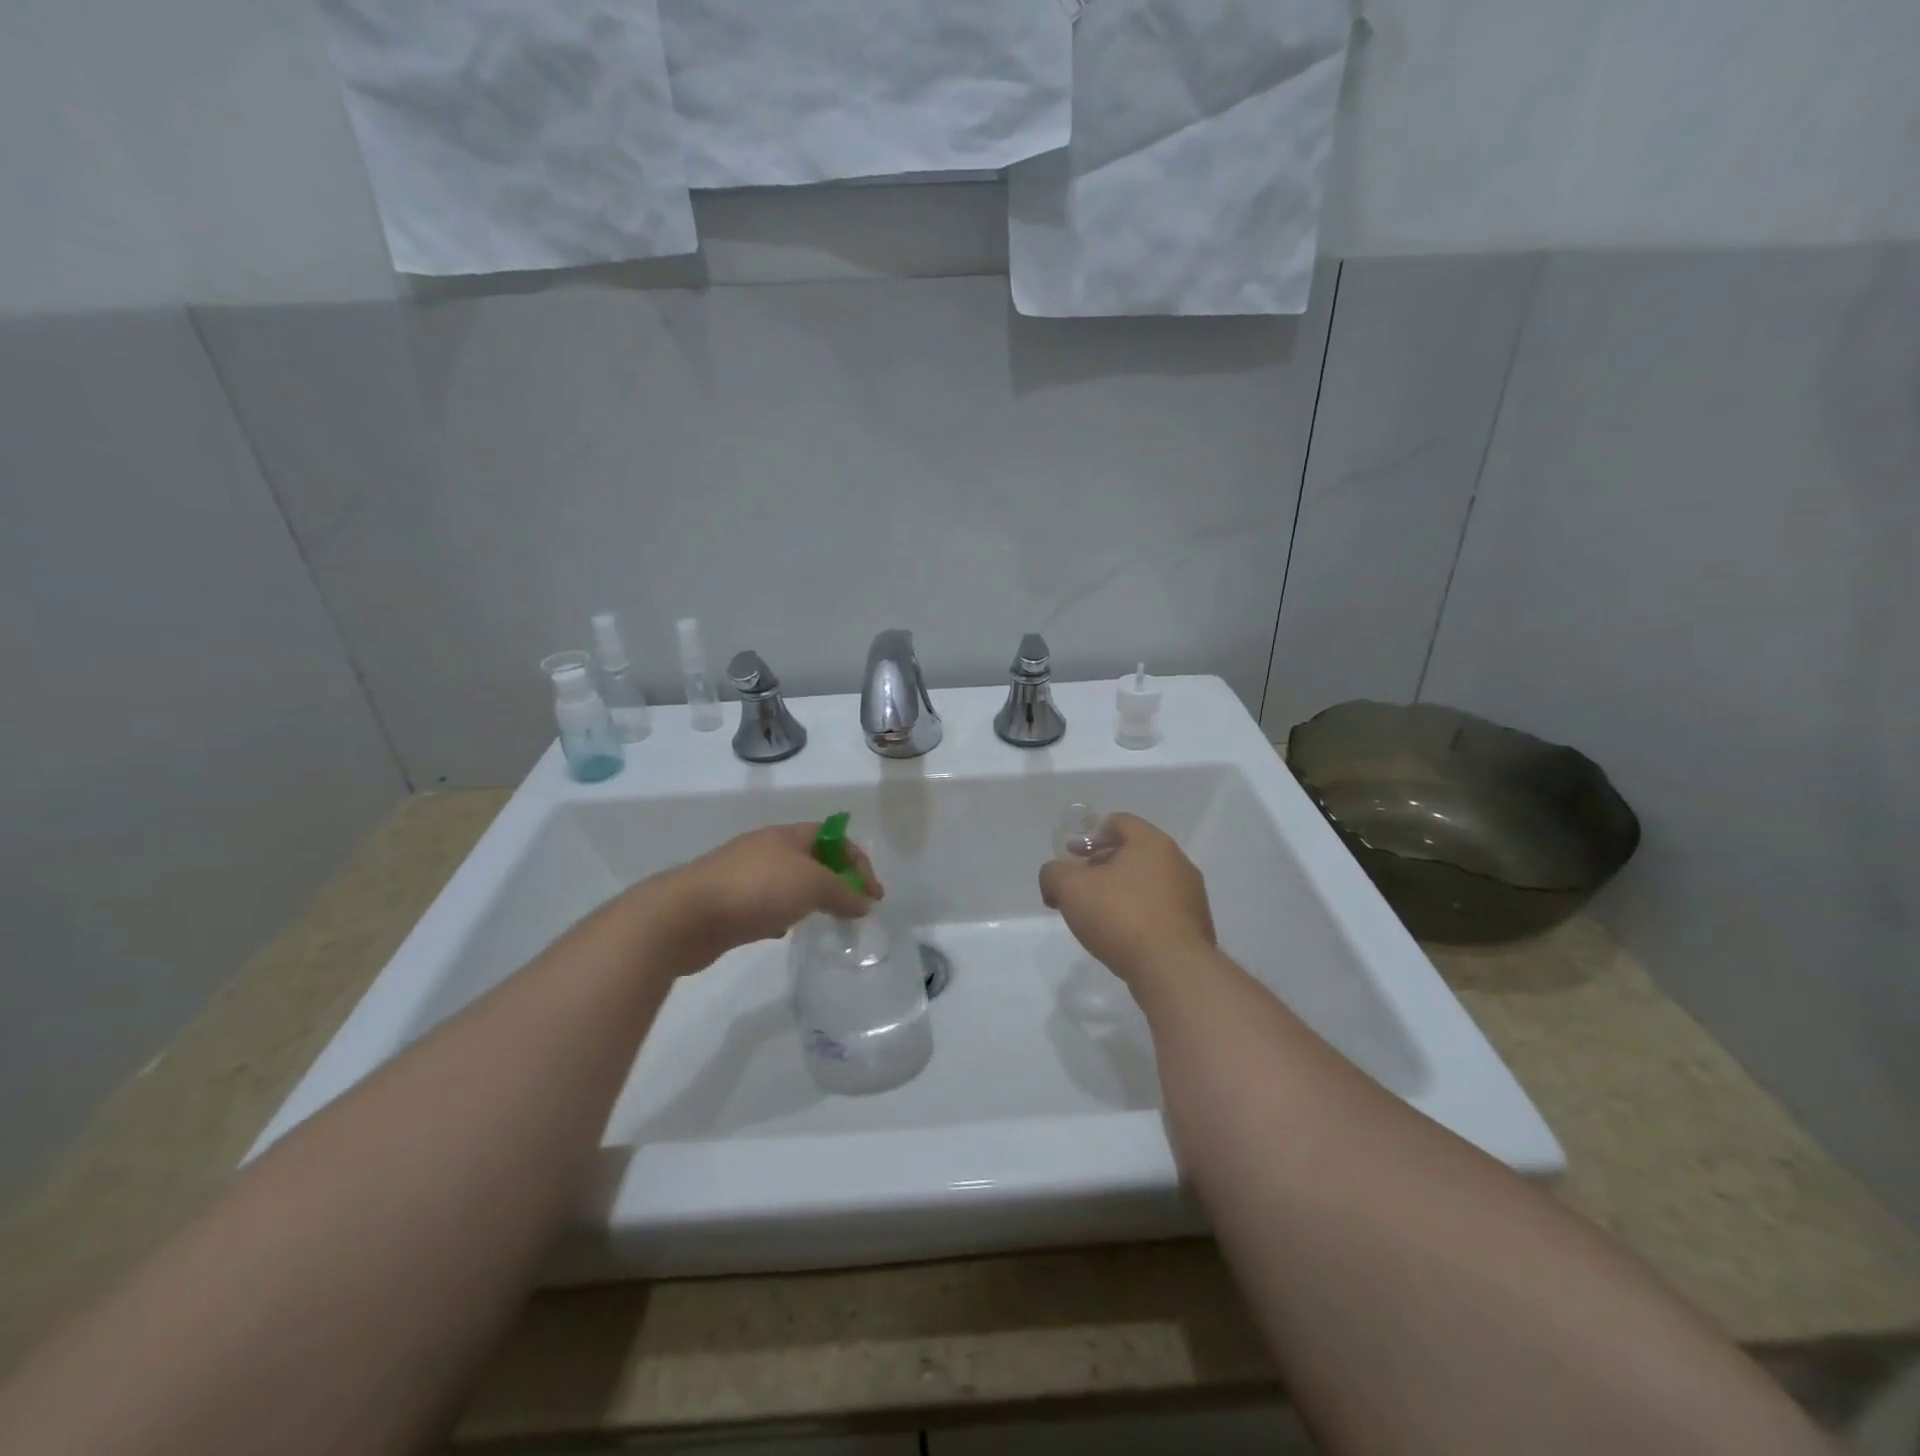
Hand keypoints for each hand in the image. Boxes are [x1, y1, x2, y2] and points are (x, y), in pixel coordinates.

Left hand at [650, 822, 881, 974]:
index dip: (858, 862)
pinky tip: (781, 932)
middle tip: (853, 909)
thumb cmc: (756, 889)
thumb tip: (864, 902)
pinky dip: (781, 915)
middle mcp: (766, 849)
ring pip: (788, 883)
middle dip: (836, 880)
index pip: (834, 837)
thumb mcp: (812, 884)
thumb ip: (843, 892)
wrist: (684, 916)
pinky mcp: (727, 903)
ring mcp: (744, 875)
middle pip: (812, 859)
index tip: (874, 895)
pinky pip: (765, 904)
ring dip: (809, 899)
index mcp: (787, 836)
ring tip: (822, 922)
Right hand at [1038, 812, 1213, 985]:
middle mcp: (1177, 862)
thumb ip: (1054, 873)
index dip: (1090, 834)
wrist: (1173, 970)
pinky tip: (1122, 936)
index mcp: (1152, 843)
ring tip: (1097, 915)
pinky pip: (1159, 910)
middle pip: (1134, 853)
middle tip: (1079, 886)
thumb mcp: (1070, 888)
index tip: (1072, 855)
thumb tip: (1055, 878)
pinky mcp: (1195, 927)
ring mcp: (1190, 896)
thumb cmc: (1121, 916)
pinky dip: (1138, 914)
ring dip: (1120, 891)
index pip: (1120, 822)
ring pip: (1147, 882)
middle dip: (1102, 864)